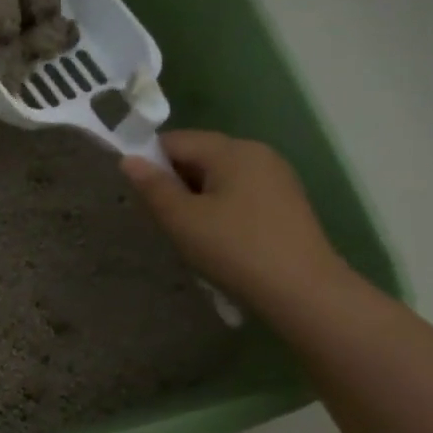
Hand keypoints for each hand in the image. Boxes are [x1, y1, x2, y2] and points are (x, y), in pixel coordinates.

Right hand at [123, 131, 352, 316]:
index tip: (142, 197)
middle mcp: (257, 153)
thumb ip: (153, 186)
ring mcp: (276, 176)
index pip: (175, 140)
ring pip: (218, 175)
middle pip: (199, 154)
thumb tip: (129, 159)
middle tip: (164, 218)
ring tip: (190, 230)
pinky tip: (219, 236)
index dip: (150, 162)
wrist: (304, 291)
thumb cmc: (235, 249)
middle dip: (174, 180)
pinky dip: (220, 205)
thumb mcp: (182, 219)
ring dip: (196, 195)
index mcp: (231, 150)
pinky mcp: (285, 201)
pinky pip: (239, 190)